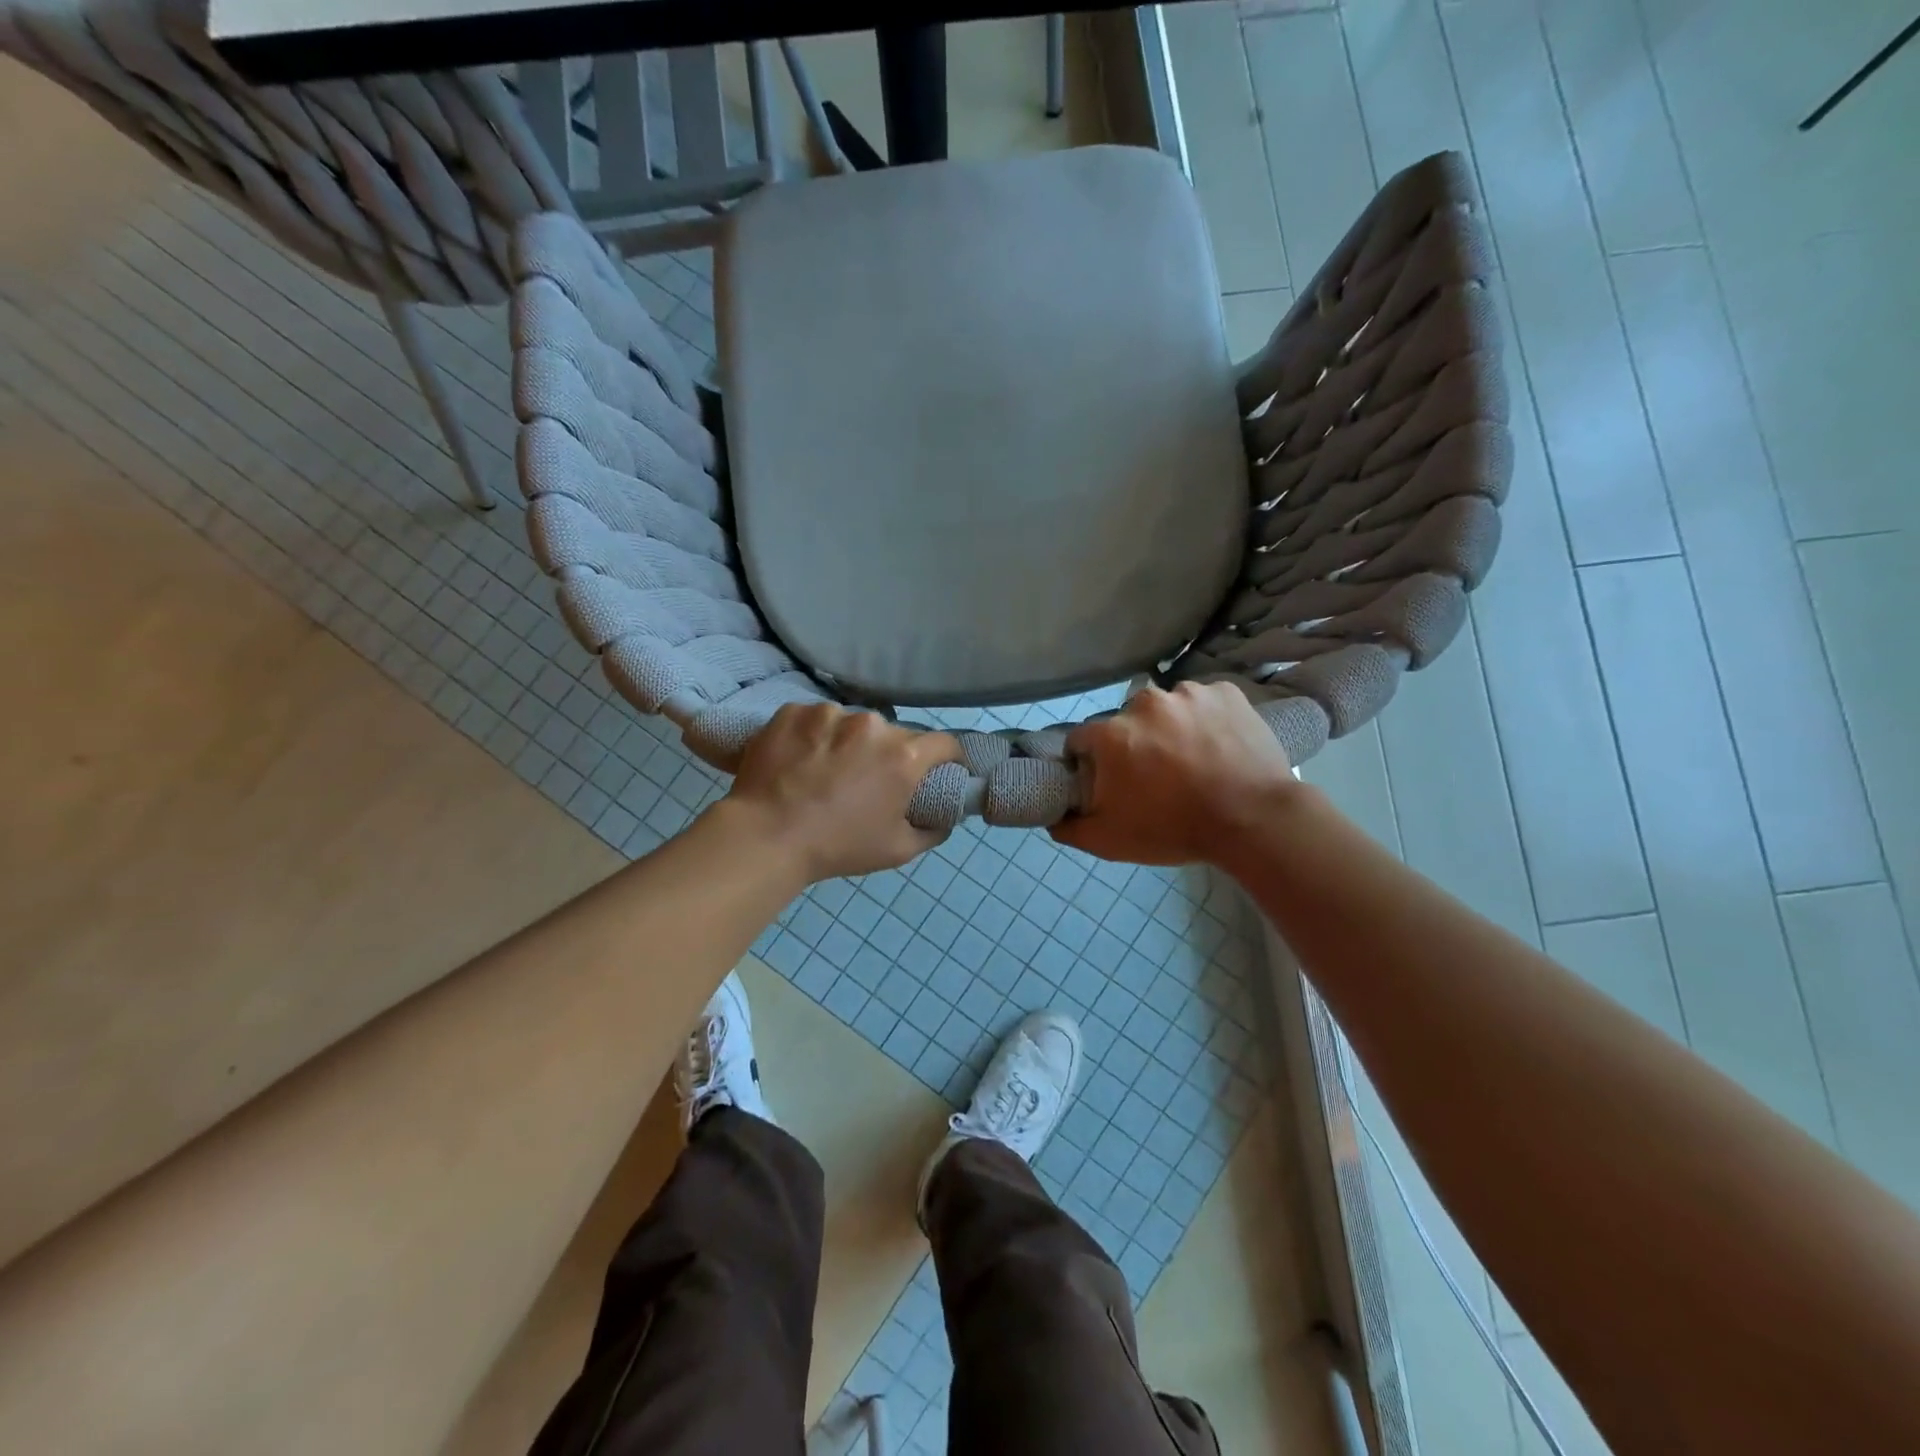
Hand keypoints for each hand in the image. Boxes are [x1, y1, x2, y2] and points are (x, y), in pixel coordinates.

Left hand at [725, 704, 961, 882]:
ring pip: (850, 724)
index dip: (948, 757)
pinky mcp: (793, 711)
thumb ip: (932, 831)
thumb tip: (945, 818)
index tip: (940, 769)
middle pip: (893, 734)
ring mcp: (829, 713)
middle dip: (888, 753)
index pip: (944, 743)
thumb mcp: (898, 851)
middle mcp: (871, 725)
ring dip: (847, 742)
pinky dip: (812, 735)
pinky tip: (798, 759)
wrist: (766, 836)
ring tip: (825, 769)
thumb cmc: (838, 846)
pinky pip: (813, 720)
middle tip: (869, 779)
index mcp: (903, 756)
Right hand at [1051, 682, 1296, 866]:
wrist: (1254, 820)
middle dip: (1134, 743)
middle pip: (1126, 722)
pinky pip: (1206, 702)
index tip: (1109, 781)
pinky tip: (1219, 746)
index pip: (1082, 740)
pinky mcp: (1226, 693)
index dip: (1090, 762)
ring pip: (1168, 708)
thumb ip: (1070, 827)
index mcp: (1111, 733)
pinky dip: (1207, 719)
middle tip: (1156, 776)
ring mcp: (1189, 693)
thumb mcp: (1110, 842)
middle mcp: (1145, 703)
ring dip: (1172, 728)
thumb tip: (1052, 816)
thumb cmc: (1174, 830)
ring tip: (1194, 760)